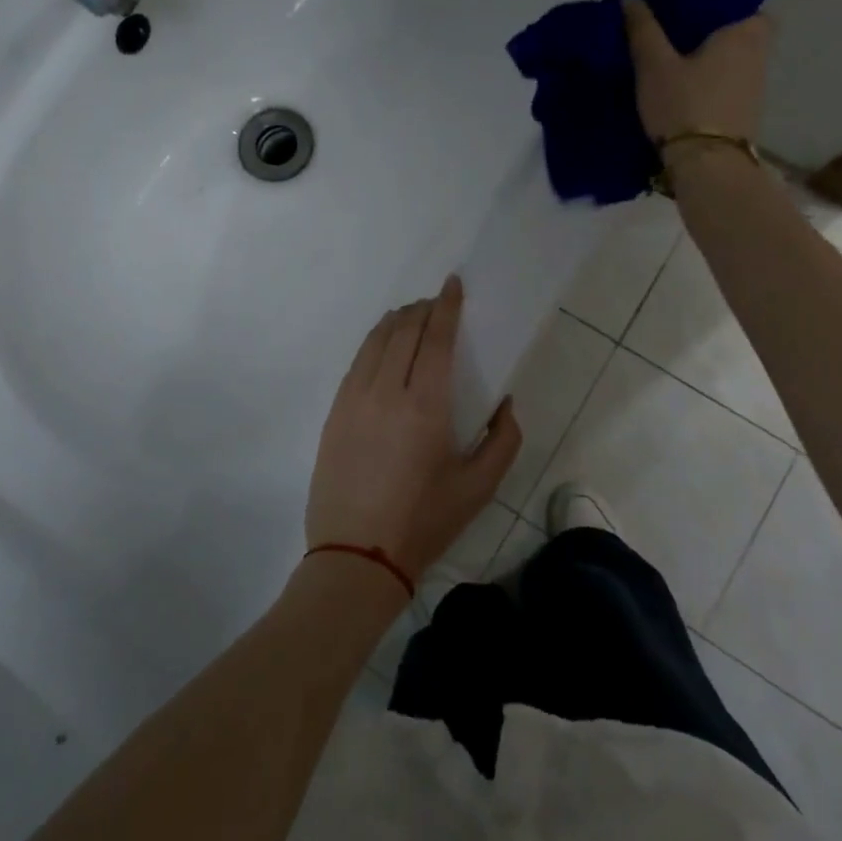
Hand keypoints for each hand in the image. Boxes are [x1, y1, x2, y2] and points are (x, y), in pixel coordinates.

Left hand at [306, 276, 522, 583]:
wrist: (356, 556)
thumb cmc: (424, 521)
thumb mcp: (479, 487)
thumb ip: (504, 440)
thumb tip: (506, 403)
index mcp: (425, 405)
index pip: (436, 337)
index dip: (446, 306)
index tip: (453, 284)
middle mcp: (387, 390)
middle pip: (404, 331)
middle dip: (423, 309)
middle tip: (437, 303)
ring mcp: (354, 398)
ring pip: (375, 340)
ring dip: (396, 321)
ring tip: (411, 317)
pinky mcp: (335, 411)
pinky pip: (357, 361)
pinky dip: (374, 342)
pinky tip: (382, 347)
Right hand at [622, 0, 772, 142]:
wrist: (707, 166)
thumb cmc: (684, 105)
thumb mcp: (653, 66)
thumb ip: (643, 30)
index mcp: (744, 34)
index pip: (750, 4)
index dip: (727, 4)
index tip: (698, 7)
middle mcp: (759, 57)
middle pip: (743, 35)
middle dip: (717, 33)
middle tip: (681, 33)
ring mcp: (756, 90)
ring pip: (737, 62)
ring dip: (715, 61)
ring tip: (679, 60)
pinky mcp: (746, 115)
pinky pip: (731, 86)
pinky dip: (714, 84)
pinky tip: (688, 90)